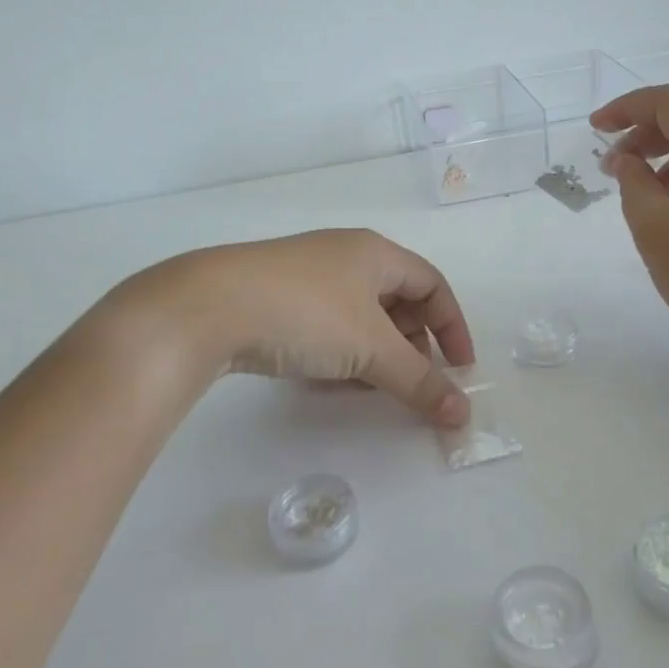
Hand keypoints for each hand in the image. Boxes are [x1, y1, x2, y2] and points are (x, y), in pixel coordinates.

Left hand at [117, 230, 476, 426]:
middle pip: (397, 300)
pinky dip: (339, 354)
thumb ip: (419, 381)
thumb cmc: (306, 313)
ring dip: (374, 354)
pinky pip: (326, 327)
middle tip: (412, 382)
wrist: (207, 308)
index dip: (453, 326)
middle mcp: (344, 257)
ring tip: (370, 388)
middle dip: (412, 344)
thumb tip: (462, 414)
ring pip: (359, 317)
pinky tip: (328, 382)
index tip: (460, 370)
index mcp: (374, 253)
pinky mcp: (275, 300)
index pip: (432, 284)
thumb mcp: (370, 349)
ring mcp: (307, 277)